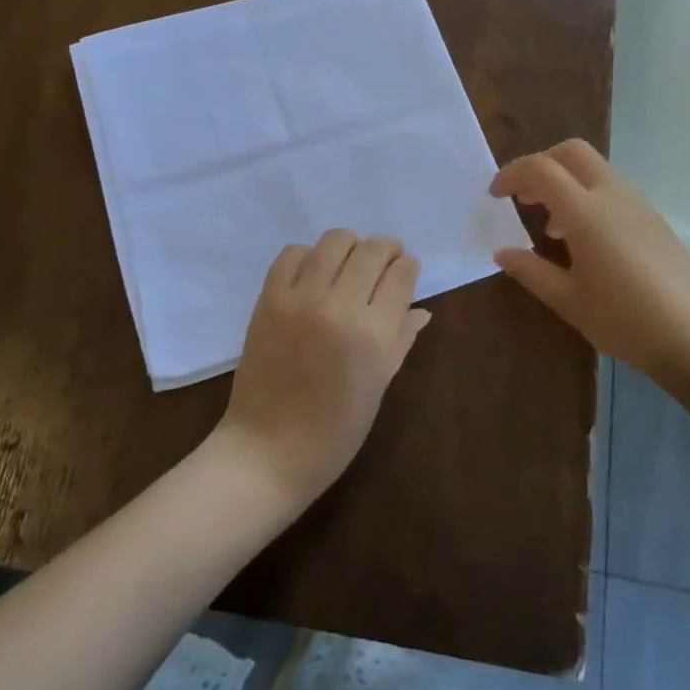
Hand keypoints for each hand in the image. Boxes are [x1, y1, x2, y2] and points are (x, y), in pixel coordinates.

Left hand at [215, 230, 430, 505]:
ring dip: (350, 246)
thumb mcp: (379, 387)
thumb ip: (401, 340)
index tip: (406, 270)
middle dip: (386, 249)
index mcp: (374, 336)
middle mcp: (340, 307)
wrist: (268, 449)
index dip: (408, 267)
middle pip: (371, 250)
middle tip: (384, 260)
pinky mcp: (270, 297)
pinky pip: (293, 253)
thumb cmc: (334, 430)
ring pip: (335, 241)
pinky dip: (309, 256)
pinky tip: (314, 273)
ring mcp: (301, 298)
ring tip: (350, 262)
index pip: (401, 275)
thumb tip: (421, 310)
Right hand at [490, 139, 689, 382]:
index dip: (512, 174)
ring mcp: (638, 205)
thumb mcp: (567, 300)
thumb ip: (530, 271)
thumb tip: (502, 253)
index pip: (540, 169)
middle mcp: (612, 196)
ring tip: (552, 228)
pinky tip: (587, 241)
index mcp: (585, 212)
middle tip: (524, 196)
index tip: (495, 195)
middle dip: (541, 164)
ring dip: (566, 183)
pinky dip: (589, 198)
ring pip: (595, 169)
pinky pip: (613, 190)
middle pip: (571, 152)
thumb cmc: (623, 320)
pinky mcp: (655, 220)